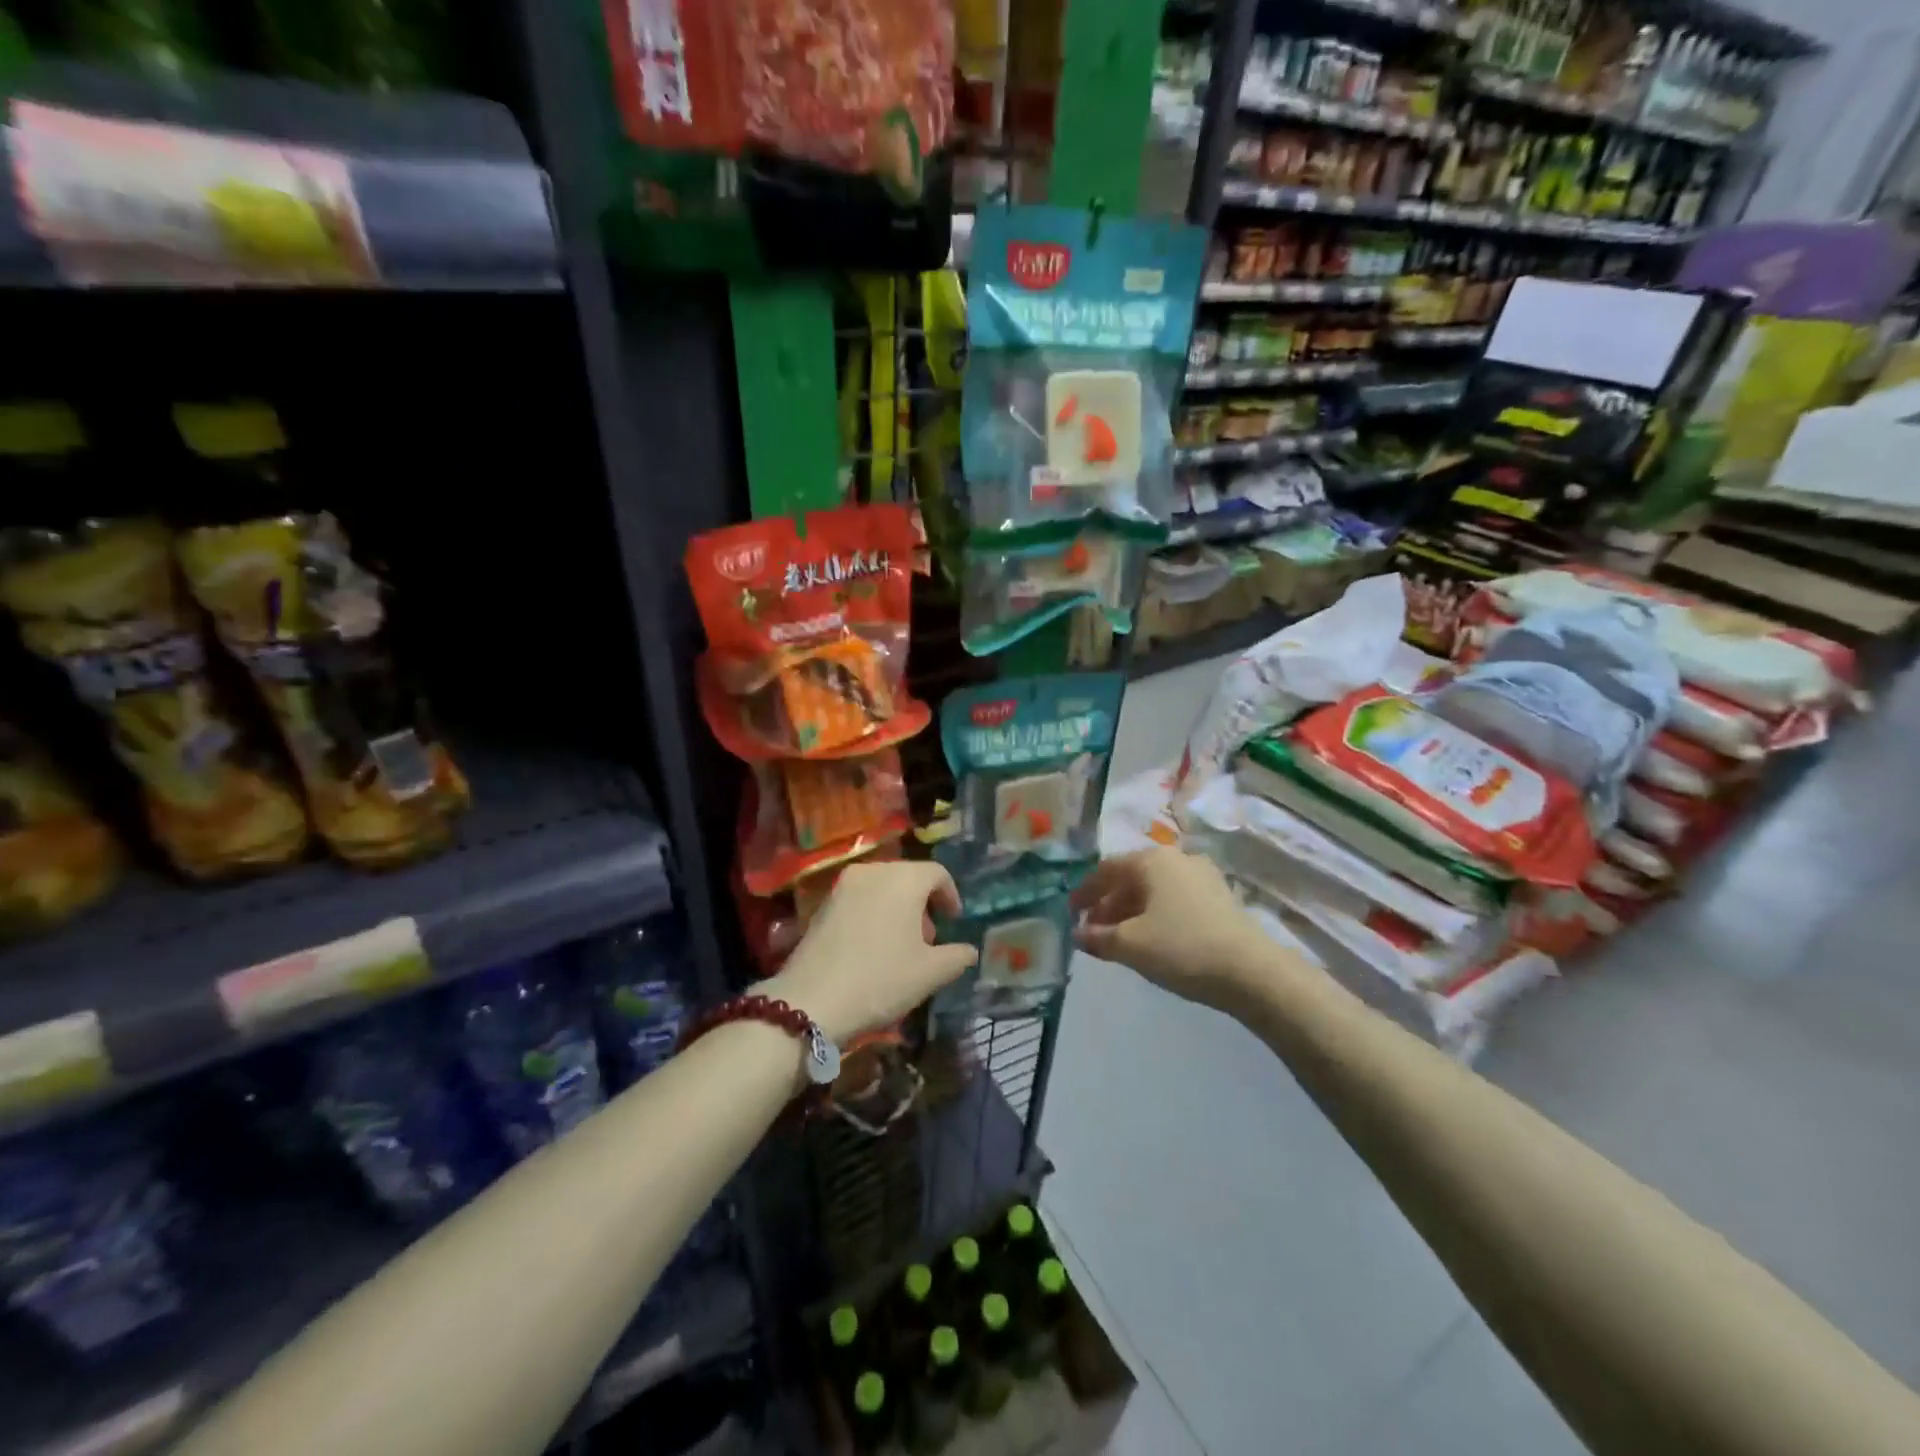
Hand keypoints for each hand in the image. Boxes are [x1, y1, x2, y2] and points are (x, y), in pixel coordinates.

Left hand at [765, 861, 978, 1045]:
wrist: (811, 1001)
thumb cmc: (881, 980)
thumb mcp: (930, 974)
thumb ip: (957, 957)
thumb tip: (969, 951)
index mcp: (904, 879)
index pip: (937, 873)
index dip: (950, 896)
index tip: (954, 922)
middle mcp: (873, 871)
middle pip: (908, 877)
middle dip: (922, 903)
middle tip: (928, 939)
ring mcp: (843, 886)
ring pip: (881, 887)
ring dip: (897, 908)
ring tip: (900, 946)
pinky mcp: (822, 904)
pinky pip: (859, 899)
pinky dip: (873, 913)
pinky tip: (871, 947)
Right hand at [1071, 847, 1278, 1010]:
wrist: (1251, 971)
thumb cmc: (1182, 947)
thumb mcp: (1130, 945)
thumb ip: (1097, 937)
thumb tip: (1078, 933)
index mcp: (1151, 860)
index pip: (1106, 869)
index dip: (1085, 891)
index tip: (1070, 913)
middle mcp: (1177, 859)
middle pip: (1131, 878)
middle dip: (1108, 904)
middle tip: (1093, 931)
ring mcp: (1202, 877)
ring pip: (1154, 890)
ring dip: (1131, 911)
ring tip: (1119, 939)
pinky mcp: (1219, 898)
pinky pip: (1175, 900)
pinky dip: (1156, 915)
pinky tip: (1152, 940)